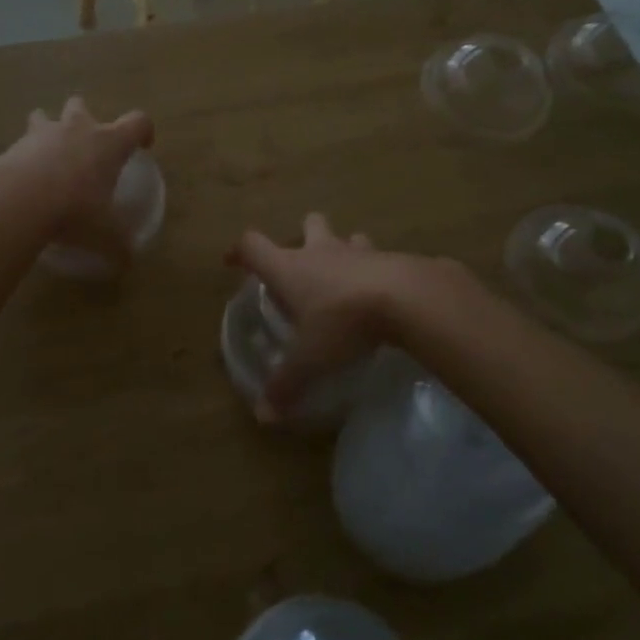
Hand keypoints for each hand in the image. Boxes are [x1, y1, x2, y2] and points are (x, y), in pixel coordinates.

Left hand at [0, 96, 154, 262]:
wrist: (19, 202)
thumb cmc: (75, 210)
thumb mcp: (105, 235)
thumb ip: (119, 246)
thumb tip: (128, 261)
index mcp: (110, 143)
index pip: (138, 122)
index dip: (143, 131)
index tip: (142, 147)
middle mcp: (78, 129)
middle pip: (82, 106)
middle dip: (84, 119)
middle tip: (85, 146)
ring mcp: (43, 133)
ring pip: (44, 116)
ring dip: (47, 129)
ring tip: (47, 154)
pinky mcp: (14, 145)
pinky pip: (21, 143)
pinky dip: (23, 156)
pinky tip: (23, 180)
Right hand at [229, 213, 407, 416]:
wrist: (405, 298)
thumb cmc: (343, 322)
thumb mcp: (310, 359)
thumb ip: (287, 384)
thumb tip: (264, 415)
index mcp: (290, 268)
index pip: (253, 246)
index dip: (240, 251)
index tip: (233, 261)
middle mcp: (321, 251)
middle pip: (308, 224)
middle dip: (304, 235)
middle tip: (304, 261)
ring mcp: (358, 251)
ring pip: (347, 237)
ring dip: (345, 249)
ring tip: (347, 275)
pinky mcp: (391, 258)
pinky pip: (380, 257)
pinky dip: (377, 269)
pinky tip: (382, 292)